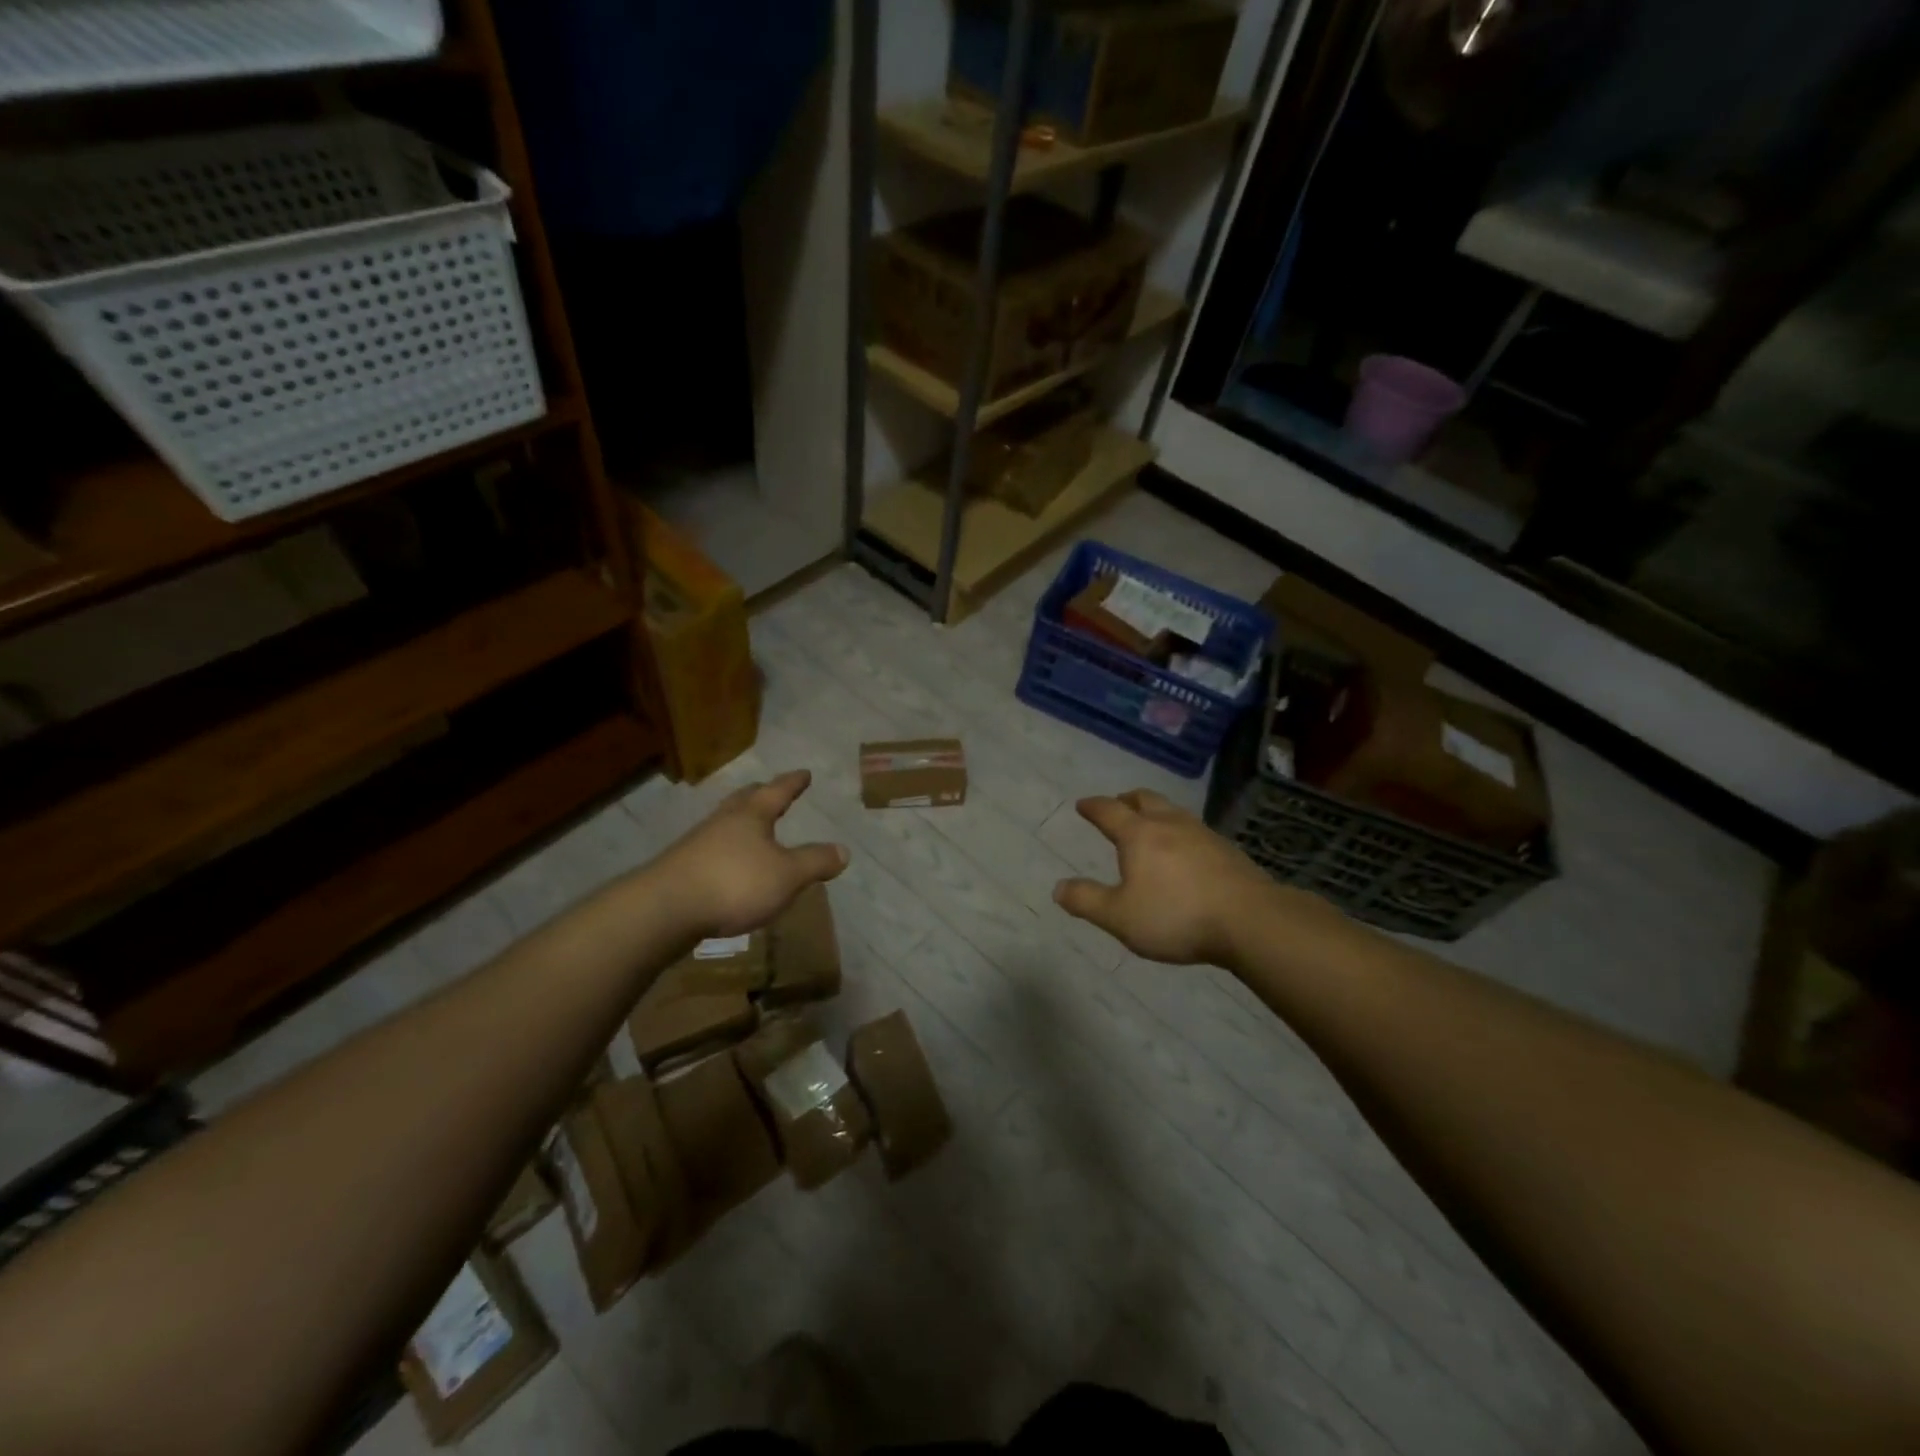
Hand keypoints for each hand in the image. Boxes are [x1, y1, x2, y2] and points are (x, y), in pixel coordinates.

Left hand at [655, 770, 848, 937]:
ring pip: (726, 823)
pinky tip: (730, 863)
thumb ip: (815, 862)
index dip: (793, 783)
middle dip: (761, 794)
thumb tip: (844, 850)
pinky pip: (712, 848)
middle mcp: (724, 821)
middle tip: (771, 790)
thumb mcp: (787, 875)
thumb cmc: (735, 883)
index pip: (777, 791)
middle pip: (745, 800)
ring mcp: (699, 842)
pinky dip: (727, 848)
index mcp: (752, 815)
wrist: (665, 909)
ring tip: (752, 827)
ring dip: (741, 821)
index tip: (804, 773)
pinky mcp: (682, 867)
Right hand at [1053, 789, 1308, 965]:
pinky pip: (1194, 831)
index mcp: (1139, 835)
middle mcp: (1169, 824)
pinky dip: (1179, 832)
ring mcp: (1202, 834)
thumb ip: (1087, 901)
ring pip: (1173, 811)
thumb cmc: (1176, 916)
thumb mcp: (1119, 917)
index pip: (1109, 811)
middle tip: (1117, 804)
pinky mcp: (1227, 851)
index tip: (1083, 804)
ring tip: (1150, 825)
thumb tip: (1058, 888)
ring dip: (1156, 812)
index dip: (1093, 807)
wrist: (1250, 920)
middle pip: (1145, 799)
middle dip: (1126, 799)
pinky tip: (1185, 851)